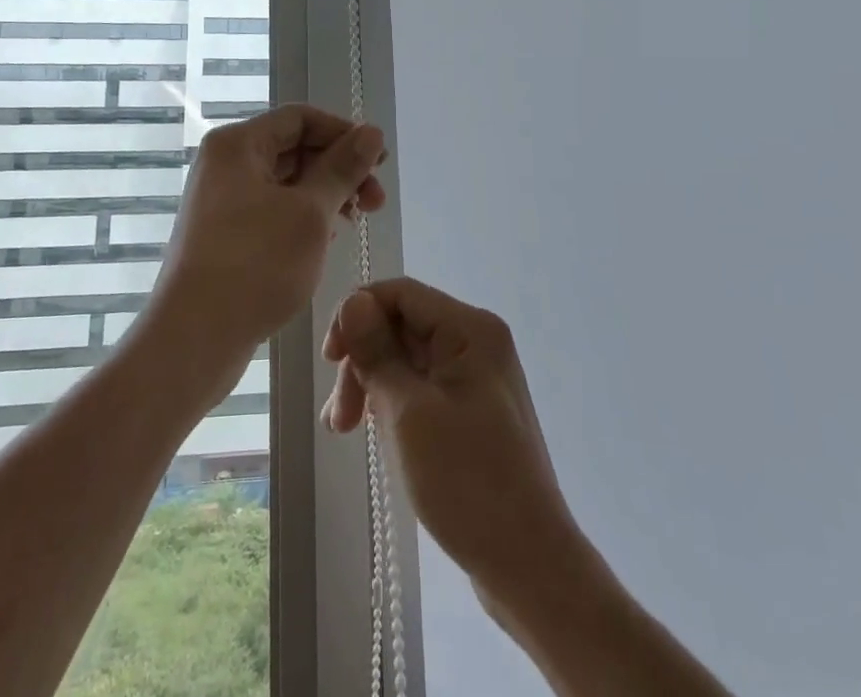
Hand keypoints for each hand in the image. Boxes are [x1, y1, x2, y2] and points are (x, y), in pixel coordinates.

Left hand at [150, 105, 387, 382]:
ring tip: (357, 221)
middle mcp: (226, 164)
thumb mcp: (310, 213)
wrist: (192, 341)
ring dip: (326, 194)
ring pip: (286, 182)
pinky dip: (304, 216)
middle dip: (339, 169)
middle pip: (294, 148)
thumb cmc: (255, 266)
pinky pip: (273, 209)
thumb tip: (372, 132)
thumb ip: (343, 168)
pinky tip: (327, 238)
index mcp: (238, 145)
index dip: (344, 133)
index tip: (380, 161)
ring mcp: (222, 200)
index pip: (300, 118)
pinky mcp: (225, 233)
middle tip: (377, 201)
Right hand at [322, 278, 587, 613]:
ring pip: (406, 358)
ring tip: (345, 430)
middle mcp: (476, 341)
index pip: (400, 294)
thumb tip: (352, 301)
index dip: (357, 315)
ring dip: (372, 385)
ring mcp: (476, 376)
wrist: (530, 566)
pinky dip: (392, 402)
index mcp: (470, 329)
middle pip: (401, 326)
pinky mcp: (472, 409)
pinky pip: (421, 386)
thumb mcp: (410, 413)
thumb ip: (377, 352)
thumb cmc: (468, 482)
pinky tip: (373, 432)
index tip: (330, 360)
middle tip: (338, 418)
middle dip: (363, 361)